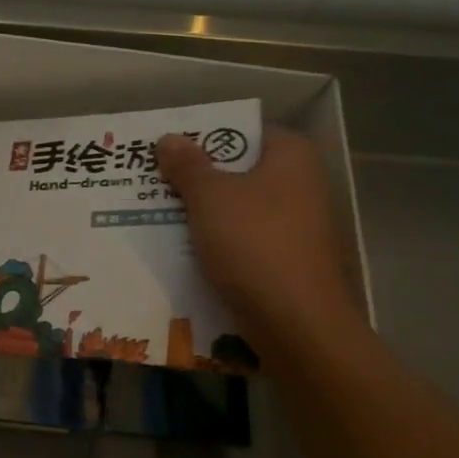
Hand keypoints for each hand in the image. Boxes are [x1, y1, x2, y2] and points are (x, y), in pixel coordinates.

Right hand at [156, 125, 364, 348]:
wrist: (298, 325)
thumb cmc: (254, 244)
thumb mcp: (209, 197)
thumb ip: (187, 165)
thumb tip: (169, 139)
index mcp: (291, 156)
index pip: (242, 132)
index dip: (205, 137)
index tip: (169, 149)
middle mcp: (302, 185)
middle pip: (240, 171)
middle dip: (199, 177)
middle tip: (156, 182)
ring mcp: (300, 226)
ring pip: (240, 209)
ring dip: (205, 213)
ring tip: (160, 215)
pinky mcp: (292, 261)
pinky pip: (247, 241)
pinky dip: (220, 243)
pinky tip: (187, 251)